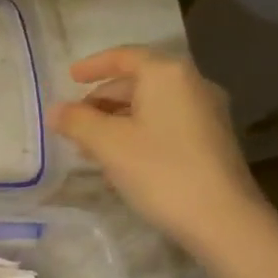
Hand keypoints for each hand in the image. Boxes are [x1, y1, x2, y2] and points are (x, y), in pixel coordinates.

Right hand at [47, 46, 265, 247]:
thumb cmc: (161, 170)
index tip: (69, 78)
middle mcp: (192, 85)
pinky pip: (166, 124)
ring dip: (118, 119)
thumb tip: (54, 110)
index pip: (124, 56)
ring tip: (90, 145)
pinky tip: (120, 160)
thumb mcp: (108, 144)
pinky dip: (139, 132)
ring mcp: (207, 114)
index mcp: (167, 75)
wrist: (223, 221)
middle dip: (103, 99)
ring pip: (151, 106)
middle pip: (138, 81)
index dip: (93, 65)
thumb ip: (76, 121)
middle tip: (75, 120)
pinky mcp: (212, 141)